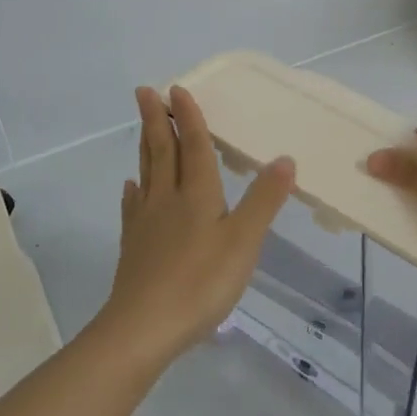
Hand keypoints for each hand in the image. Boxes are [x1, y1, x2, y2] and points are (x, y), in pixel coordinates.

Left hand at [100, 85, 294, 364]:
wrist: (144, 327)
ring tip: (142, 127)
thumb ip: (264, 200)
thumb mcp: (244, 241)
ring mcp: (146, 223)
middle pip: (162, 152)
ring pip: (146, 174)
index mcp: (197, 195)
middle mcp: (168, 200)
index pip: (193, 146)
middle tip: (144, 91)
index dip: (189, 118)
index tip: (177, 88)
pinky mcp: (134, 247)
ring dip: (146, 146)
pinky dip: (134, 191)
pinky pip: (134, 207)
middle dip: (156, 120)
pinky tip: (132, 188)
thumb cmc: (201, 282)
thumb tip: (284, 158)